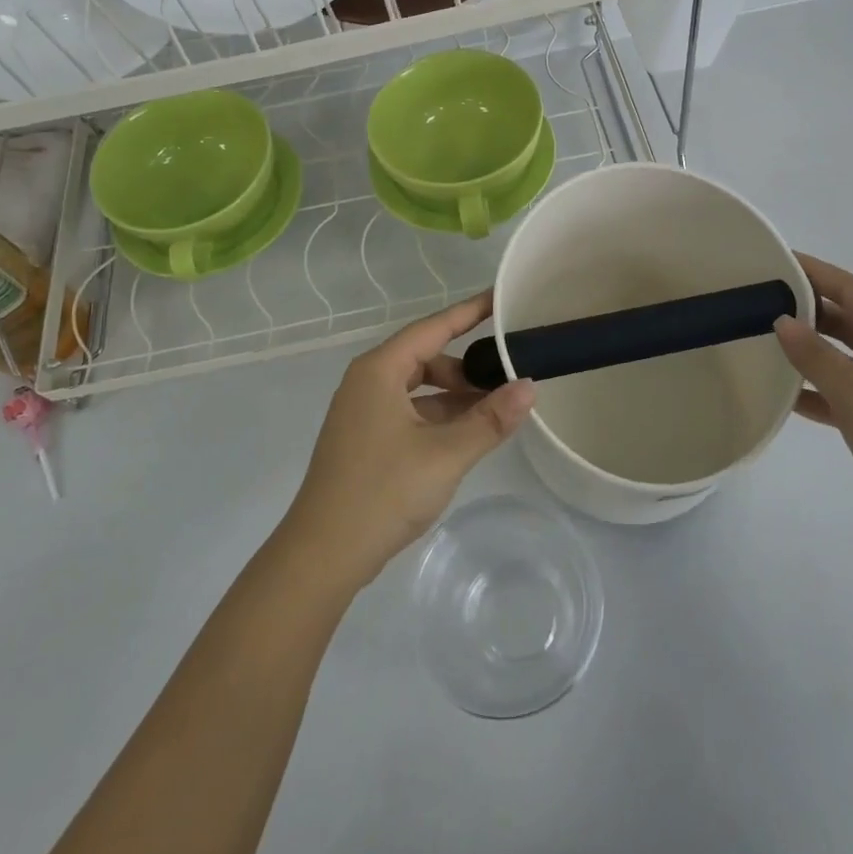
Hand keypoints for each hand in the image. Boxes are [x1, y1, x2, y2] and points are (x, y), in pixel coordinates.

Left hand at [281, 292, 535, 591]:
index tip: (500, 298)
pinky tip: (465, 435)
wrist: (323, 555)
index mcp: (380, 370)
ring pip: (418, 387)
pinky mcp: (364, 439)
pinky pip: (409, 411)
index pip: (434, 327)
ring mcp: (362, 412)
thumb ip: (490, 419)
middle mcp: (367, 382)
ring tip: (493, 410)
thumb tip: (530, 387)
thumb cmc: (383, 492)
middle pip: (426, 357)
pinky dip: (438, 416)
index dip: (470, 311)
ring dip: (454, 395)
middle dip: (466, 366)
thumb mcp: (446, 454)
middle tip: (506, 377)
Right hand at [773, 254, 852, 555]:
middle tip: (759, 302)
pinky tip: (788, 394)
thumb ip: (815, 356)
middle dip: (808, 312)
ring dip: (813, 352)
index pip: (852, 288)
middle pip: (852, 319)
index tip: (773, 260)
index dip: (812, 273)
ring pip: (851, 355)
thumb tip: (783, 322)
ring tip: (764, 341)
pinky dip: (824, 389)